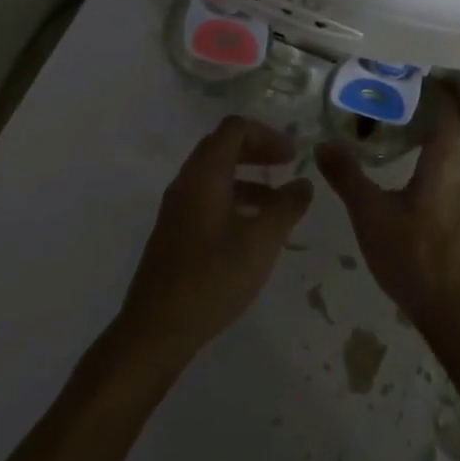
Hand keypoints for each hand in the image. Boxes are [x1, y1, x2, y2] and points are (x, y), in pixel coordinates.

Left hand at [117, 116, 312, 368]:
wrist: (155, 331)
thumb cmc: (212, 279)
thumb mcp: (261, 242)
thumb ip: (286, 208)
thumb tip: (304, 183)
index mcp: (205, 175)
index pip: (235, 129)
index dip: (268, 135)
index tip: (294, 155)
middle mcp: (187, 182)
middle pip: (223, 146)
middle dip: (258, 151)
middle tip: (287, 166)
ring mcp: (177, 208)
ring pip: (216, 175)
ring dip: (249, 178)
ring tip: (279, 203)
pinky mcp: (175, 232)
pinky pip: (208, 198)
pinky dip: (235, 199)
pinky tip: (253, 229)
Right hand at [316, 92, 459, 335]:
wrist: (457, 312)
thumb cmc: (414, 256)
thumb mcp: (370, 214)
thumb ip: (347, 176)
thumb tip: (322, 143)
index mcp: (446, 159)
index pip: (447, 109)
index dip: (433, 89)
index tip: (409, 75)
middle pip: (451, 127)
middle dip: (425, 111)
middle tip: (390, 101)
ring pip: (452, 152)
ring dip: (429, 139)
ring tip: (396, 132)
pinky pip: (454, 173)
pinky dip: (435, 163)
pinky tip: (411, 174)